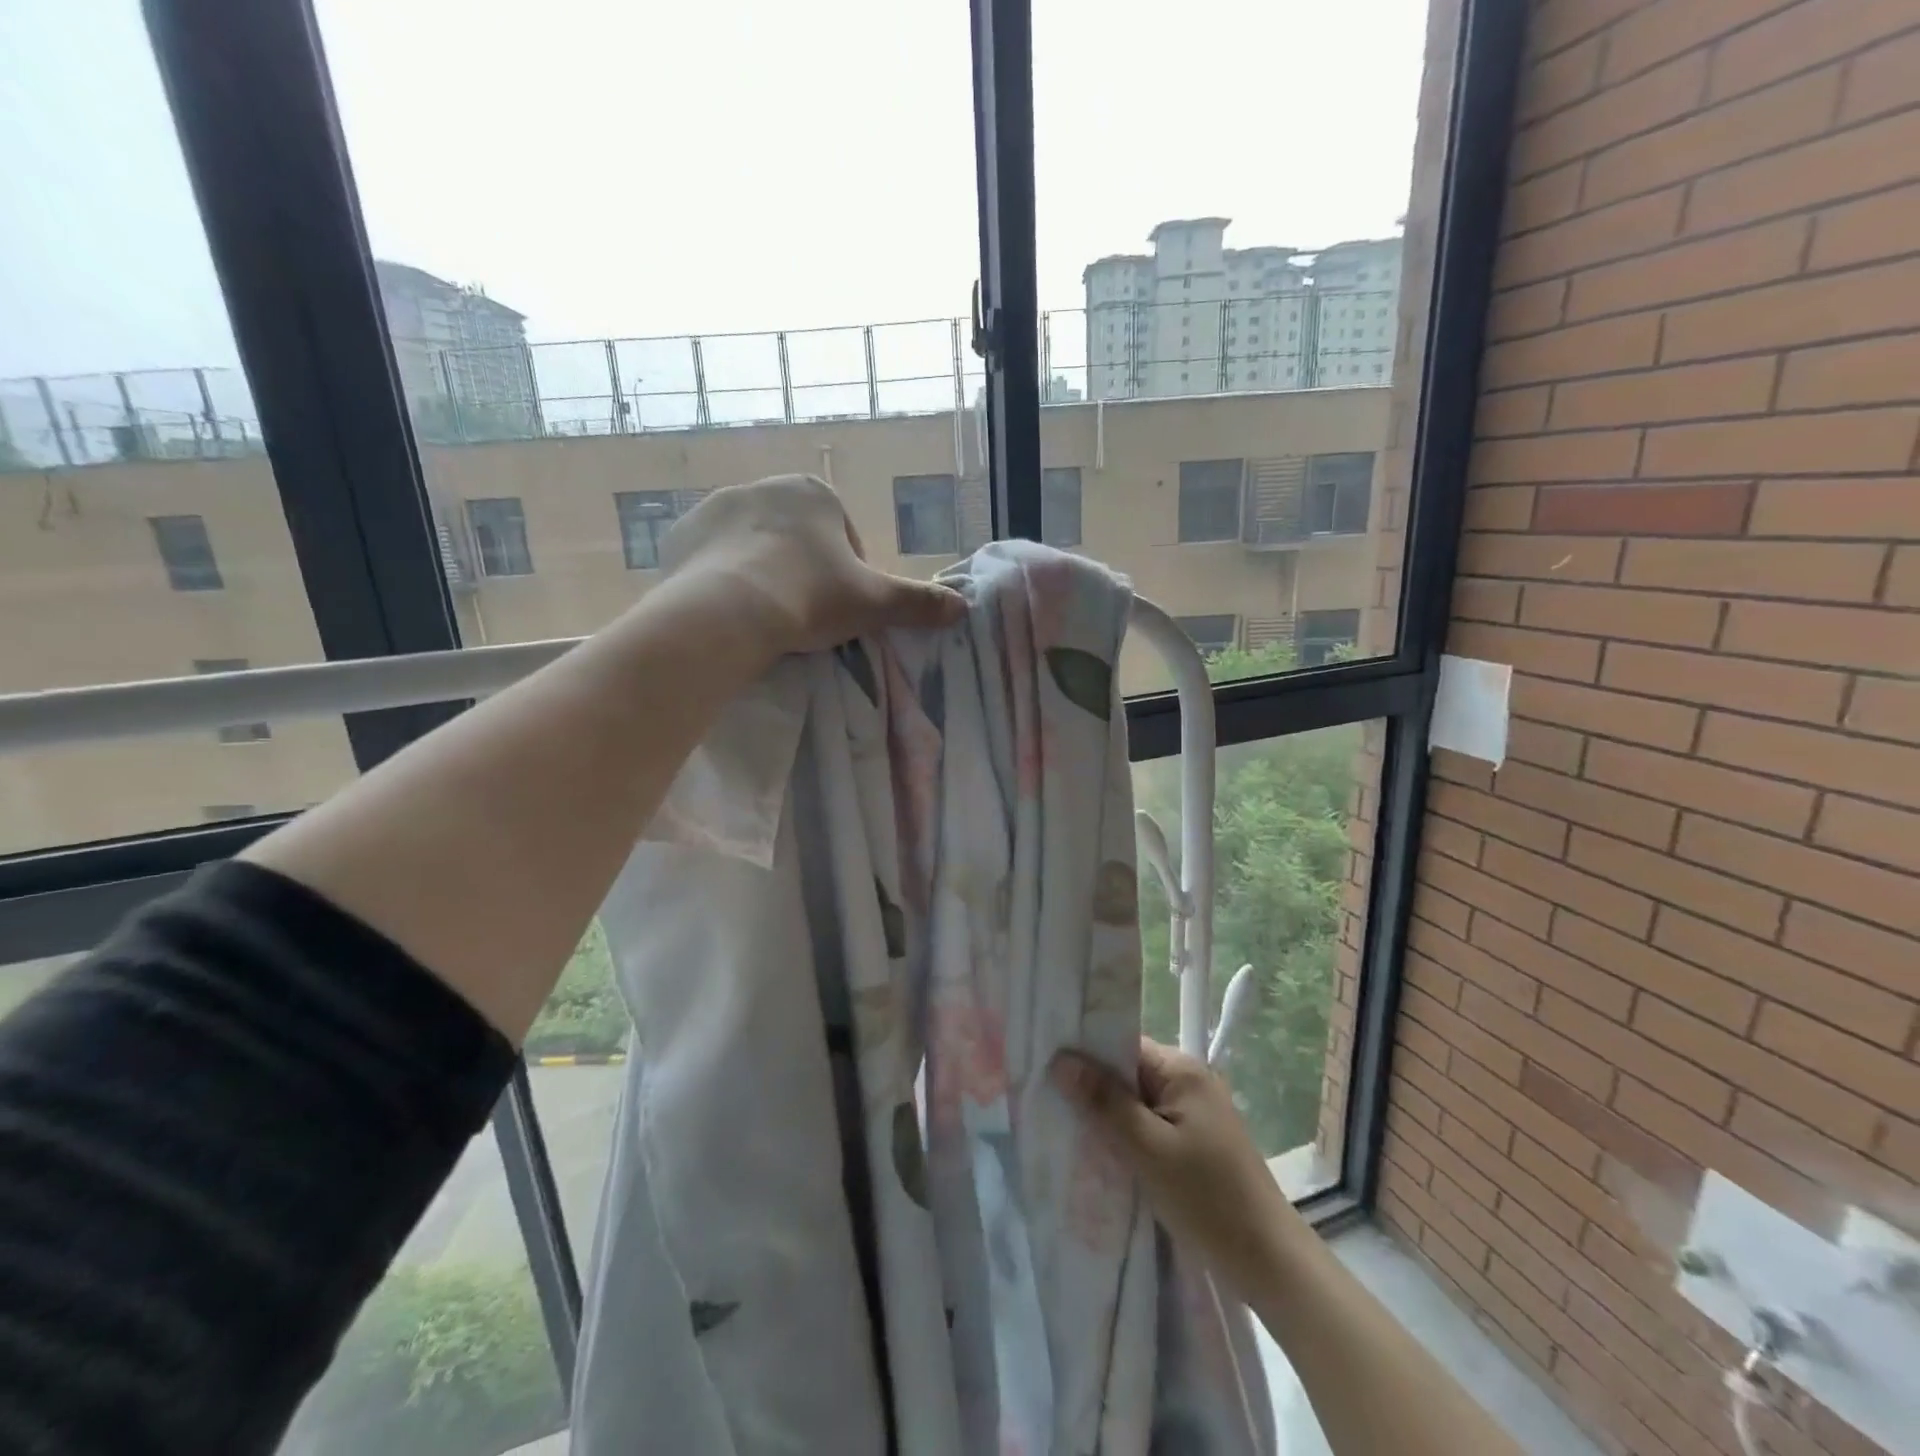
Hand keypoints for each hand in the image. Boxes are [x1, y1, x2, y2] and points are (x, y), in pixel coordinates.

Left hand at [664, 474, 964, 658]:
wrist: (727, 612)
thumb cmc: (809, 597)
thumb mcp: (873, 603)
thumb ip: (918, 602)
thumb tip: (963, 607)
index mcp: (815, 493)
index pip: (843, 537)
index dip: (848, 576)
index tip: (840, 610)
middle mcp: (764, 487)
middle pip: (797, 538)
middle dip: (804, 571)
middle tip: (804, 617)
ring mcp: (716, 507)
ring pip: (753, 547)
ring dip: (764, 573)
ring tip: (766, 618)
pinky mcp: (680, 534)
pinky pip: (712, 558)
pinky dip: (724, 579)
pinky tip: (731, 611)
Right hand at [1051, 1038, 1301, 1300]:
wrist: (1269, 1262)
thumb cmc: (1207, 1199)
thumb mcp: (1148, 1149)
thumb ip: (1104, 1102)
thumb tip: (1060, 1060)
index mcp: (1181, 1069)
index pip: (1121, 1045)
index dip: (1084, 1053)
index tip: (1044, 1065)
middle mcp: (1189, 1080)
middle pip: (1127, 1071)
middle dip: (1092, 1086)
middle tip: (1046, 1099)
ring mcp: (1195, 1111)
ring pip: (1136, 1101)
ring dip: (1107, 1114)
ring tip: (1064, 1124)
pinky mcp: (1196, 1141)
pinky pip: (1150, 1124)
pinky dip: (1126, 1134)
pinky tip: (1100, 1150)